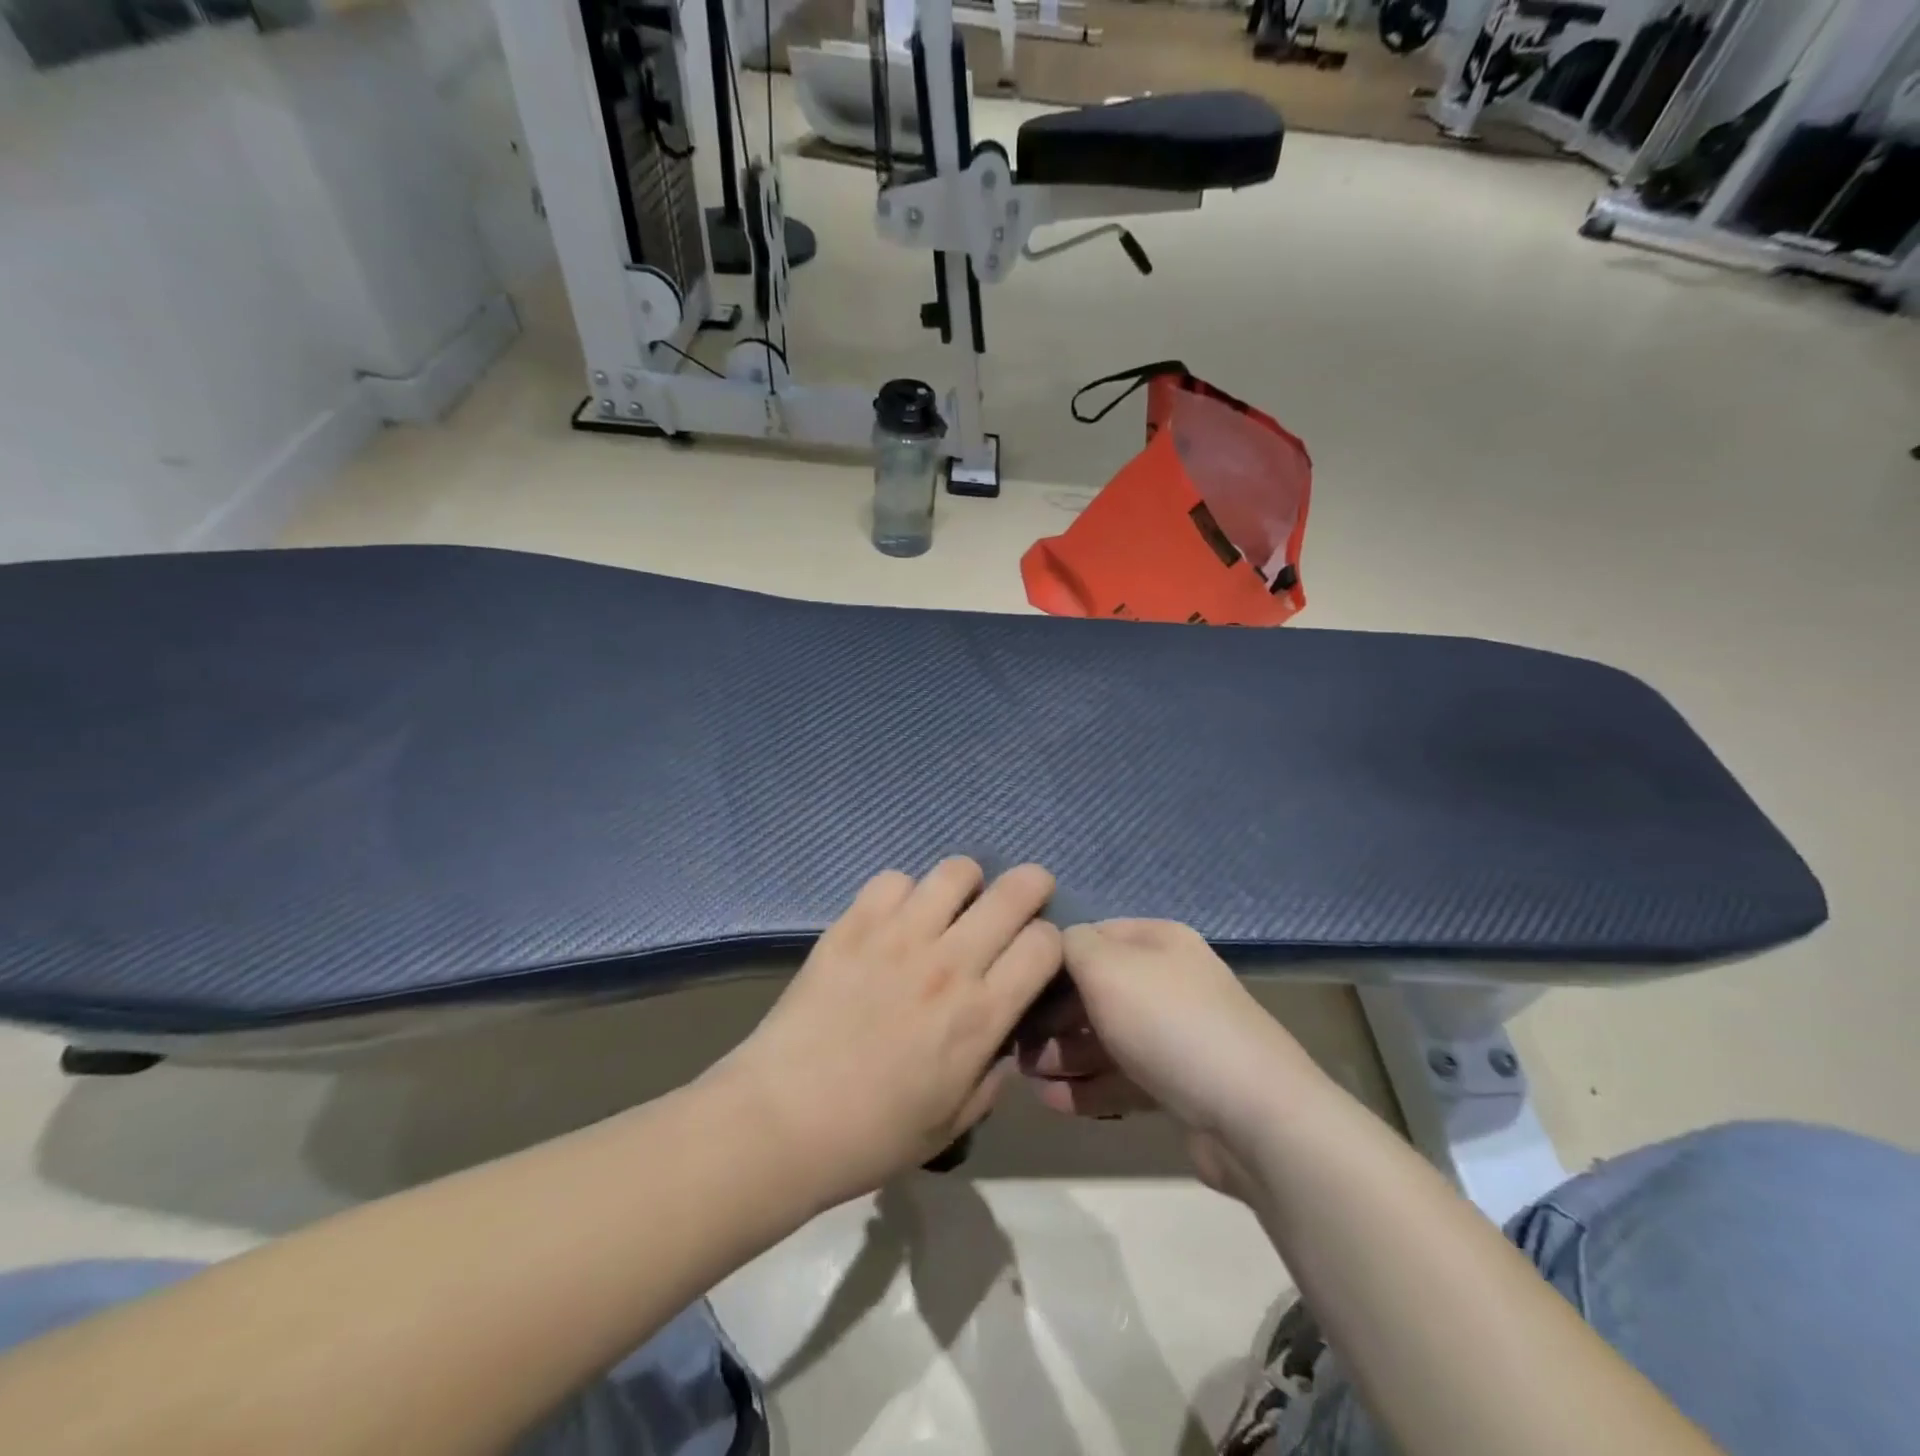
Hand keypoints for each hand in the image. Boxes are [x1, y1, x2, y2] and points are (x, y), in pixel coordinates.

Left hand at [718, 858, 1061, 1210]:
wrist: (781, 1120)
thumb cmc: (872, 1135)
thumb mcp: (954, 1122)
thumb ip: (993, 1071)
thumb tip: (1004, 1030)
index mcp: (981, 1015)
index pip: (1045, 944)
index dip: (1049, 942)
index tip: (1034, 954)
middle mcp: (949, 963)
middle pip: (1014, 892)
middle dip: (1031, 887)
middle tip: (1022, 898)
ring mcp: (898, 936)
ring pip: (956, 872)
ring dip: (967, 883)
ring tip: (954, 904)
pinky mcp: (853, 924)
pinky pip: (893, 880)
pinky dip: (904, 892)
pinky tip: (895, 919)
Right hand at [1020, 920, 1323, 1151]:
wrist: (1253, 1114)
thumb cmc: (1169, 1023)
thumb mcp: (1106, 967)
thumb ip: (1070, 945)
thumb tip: (1056, 944)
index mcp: (1158, 942)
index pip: (1092, 937)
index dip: (1051, 958)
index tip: (1014, 986)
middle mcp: (1168, 981)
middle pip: (1095, 991)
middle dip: (1052, 1016)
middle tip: (1015, 1044)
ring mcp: (1176, 1035)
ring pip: (1105, 1038)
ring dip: (1063, 1055)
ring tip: (1026, 1077)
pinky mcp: (1179, 1086)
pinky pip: (1122, 1078)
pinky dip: (1087, 1088)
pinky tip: (1051, 1102)